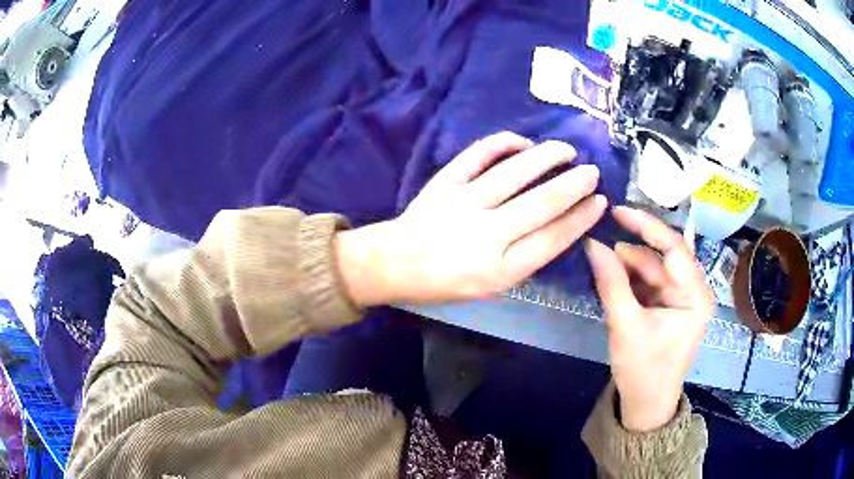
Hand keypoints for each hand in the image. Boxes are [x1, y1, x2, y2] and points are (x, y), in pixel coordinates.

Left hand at [336, 131, 607, 304]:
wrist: (396, 263)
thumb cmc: (446, 282)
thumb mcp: (491, 287)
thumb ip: (524, 259)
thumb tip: (557, 225)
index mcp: (499, 270)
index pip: (552, 239)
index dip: (580, 218)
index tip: (599, 201)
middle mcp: (486, 235)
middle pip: (541, 204)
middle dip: (573, 185)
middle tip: (592, 171)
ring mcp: (464, 203)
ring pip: (515, 173)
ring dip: (546, 157)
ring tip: (566, 150)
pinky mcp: (445, 182)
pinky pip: (477, 155)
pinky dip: (502, 143)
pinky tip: (523, 141)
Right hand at [584, 207, 714, 431]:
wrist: (645, 404)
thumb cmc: (643, 370)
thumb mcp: (625, 326)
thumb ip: (611, 283)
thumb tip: (592, 243)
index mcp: (695, 296)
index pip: (674, 248)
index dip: (646, 226)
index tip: (617, 211)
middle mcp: (693, 290)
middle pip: (662, 256)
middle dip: (632, 251)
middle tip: (599, 245)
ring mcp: (681, 297)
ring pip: (653, 268)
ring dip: (628, 265)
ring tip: (601, 265)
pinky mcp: (669, 305)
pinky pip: (649, 282)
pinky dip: (630, 278)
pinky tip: (611, 276)